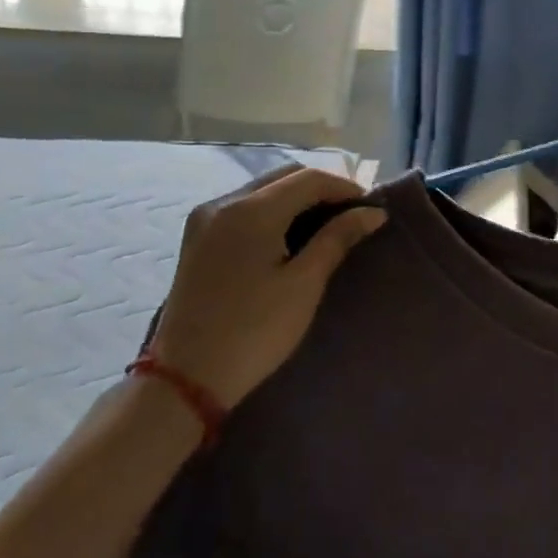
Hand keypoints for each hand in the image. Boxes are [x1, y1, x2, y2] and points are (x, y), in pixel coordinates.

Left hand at [148, 168, 385, 409]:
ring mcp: (205, 220)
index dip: (345, 189)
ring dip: (298, 200)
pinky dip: (274, 212)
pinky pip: (245, 208)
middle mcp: (223, 203)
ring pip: (263, 191)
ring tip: (327, 228)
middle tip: (352, 218)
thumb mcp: (304, 283)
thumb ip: (338, 238)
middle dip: (322, 190)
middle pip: (284, 177)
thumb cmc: (254, 330)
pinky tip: (291, 237)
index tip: (371, 211)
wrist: (185, 379)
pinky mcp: (198, 239)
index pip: (309, 179)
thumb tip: (372, 213)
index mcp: (250, 210)